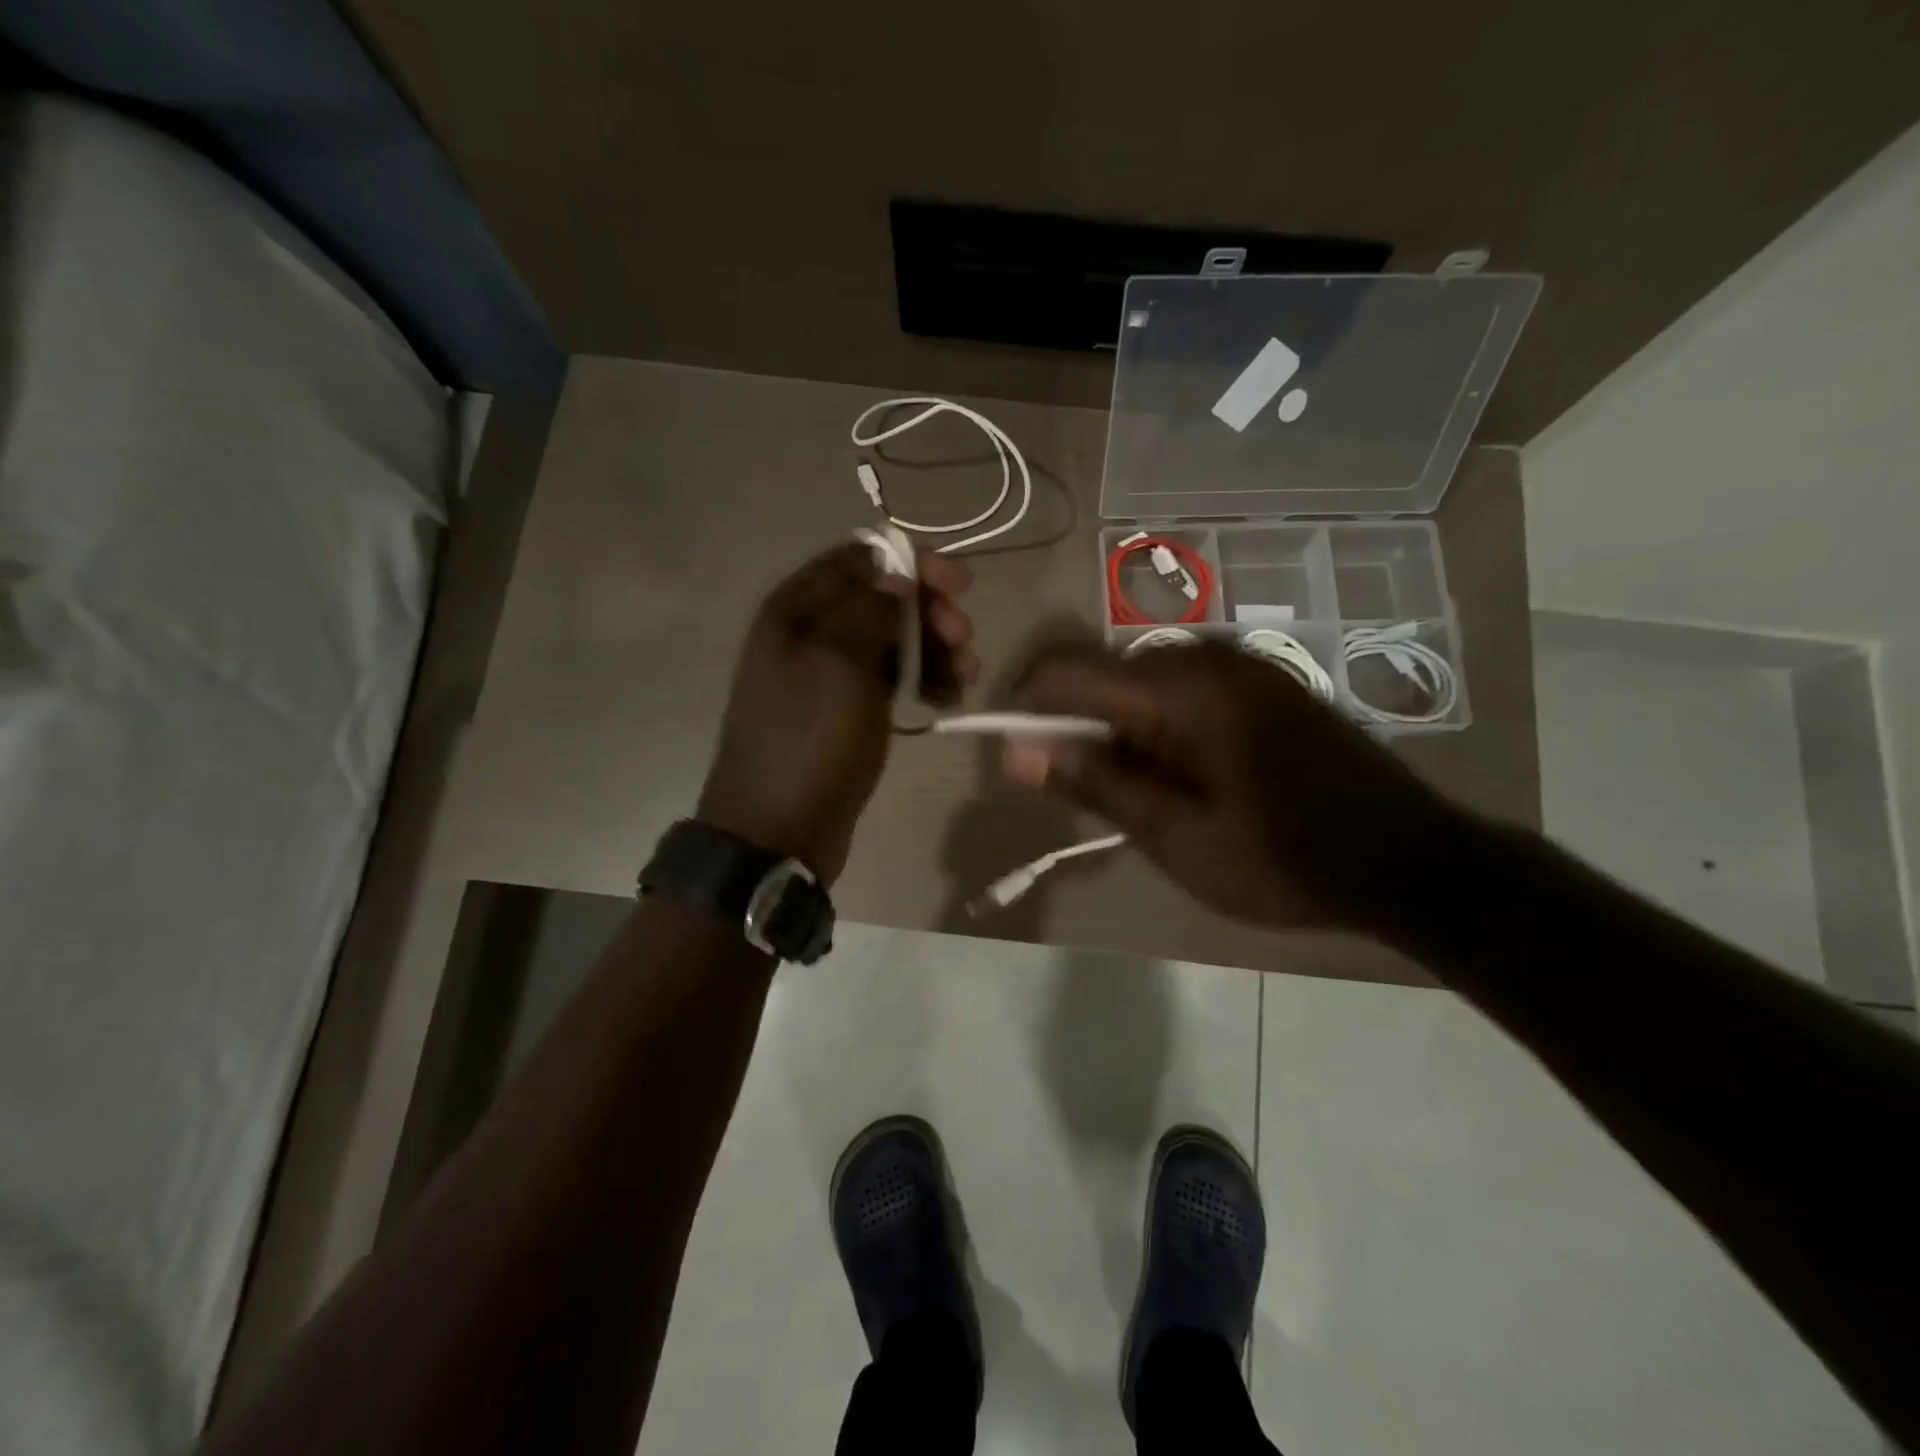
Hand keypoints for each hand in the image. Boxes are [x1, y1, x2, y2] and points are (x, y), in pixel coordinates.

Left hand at [698, 541, 976, 884]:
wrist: (779, 830)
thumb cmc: (809, 741)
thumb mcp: (840, 665)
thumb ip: (870, 609)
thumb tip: (896, 574)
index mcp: (796, 609)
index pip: (861, 558)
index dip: (913, 564)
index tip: (959, 585)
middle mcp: (811, 633)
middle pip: (883, 599)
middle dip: (930, 613)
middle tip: (963, 639)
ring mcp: (830, 674)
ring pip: (893, 641)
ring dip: (935, 650)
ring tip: (967, 675)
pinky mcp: (848, 710)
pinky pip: (891, 680)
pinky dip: (923, 681)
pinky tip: (950, 698)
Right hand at [999, 639, 1458, 932]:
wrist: (1412, 861)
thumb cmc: (1283, 859)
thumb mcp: (1175, 836)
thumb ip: (1093, 783)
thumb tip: (1014, 751)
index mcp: (1179, 688)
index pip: (1064, 673)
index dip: (1025, 713)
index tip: (1022, 766)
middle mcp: (1204, 657)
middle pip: (1100, 675)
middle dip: (1078, 731)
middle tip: (1096, 801)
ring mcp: (1239, 665)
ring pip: (1138, 684)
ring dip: (1119, 734)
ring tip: (1147, 799)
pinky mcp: (1262, 681)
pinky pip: (1180, 690)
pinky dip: (1158, 728)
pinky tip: (1189, 778)